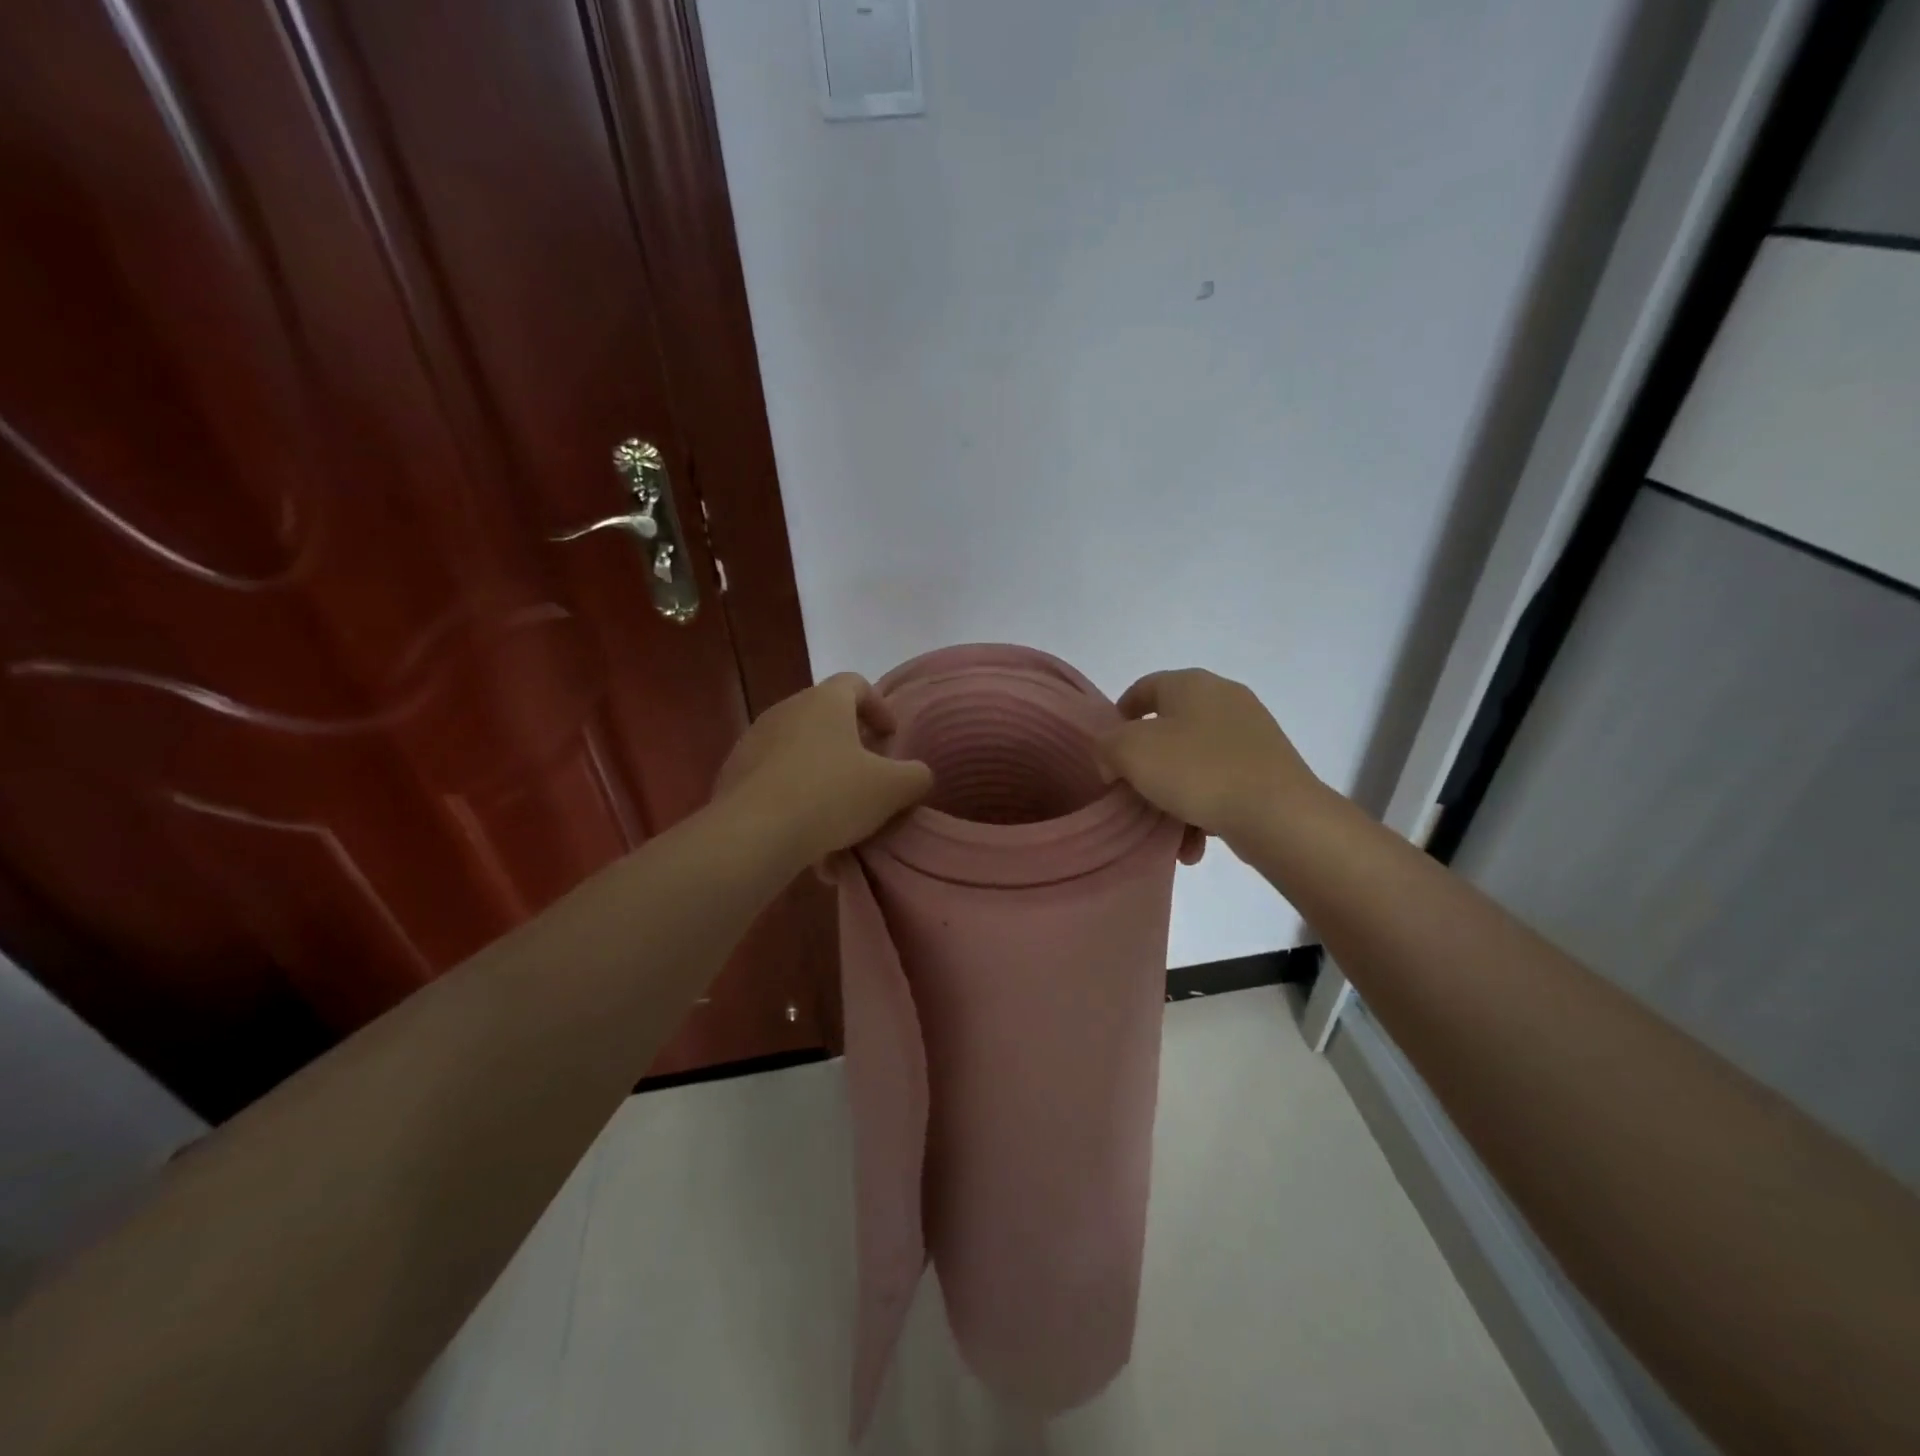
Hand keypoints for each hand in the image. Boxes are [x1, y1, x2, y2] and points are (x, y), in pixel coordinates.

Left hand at [713, 673, 933, 865]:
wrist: (754, 833)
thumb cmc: (831, 796)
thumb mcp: (892, 789)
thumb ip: (915, 776)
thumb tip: (917, 774)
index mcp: (824, 701)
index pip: (855, 683)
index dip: (878, 707)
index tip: (889, 737)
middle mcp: (786, 709)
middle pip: (825, 715)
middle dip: (850, 742)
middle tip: (868, 772)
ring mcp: (754, 740)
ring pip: (798, 748)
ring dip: (821, 770)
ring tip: (837, 809)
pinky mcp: (733, 773)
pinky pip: (774, 776)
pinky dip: (794, 793)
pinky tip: (805, 829)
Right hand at [1097, 669, 1322, 847]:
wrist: (1278, 814)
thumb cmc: (1196, 770)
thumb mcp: (1130, 752)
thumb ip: (1107, 747)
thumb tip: (1114, 759)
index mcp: (1191, 684)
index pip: (1143, 689)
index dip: (1119, 718)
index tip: (1108, 752)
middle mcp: (1224, 698)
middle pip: (1168, 730)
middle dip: (1147, 767)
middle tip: (1133, 794)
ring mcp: (1251, 733)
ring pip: (1194, 763)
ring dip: (1174, 798)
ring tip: (1166, 834)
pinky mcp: (1268, 767)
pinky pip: (1222, 784)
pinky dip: (1204, 810)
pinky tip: (1195, 844)